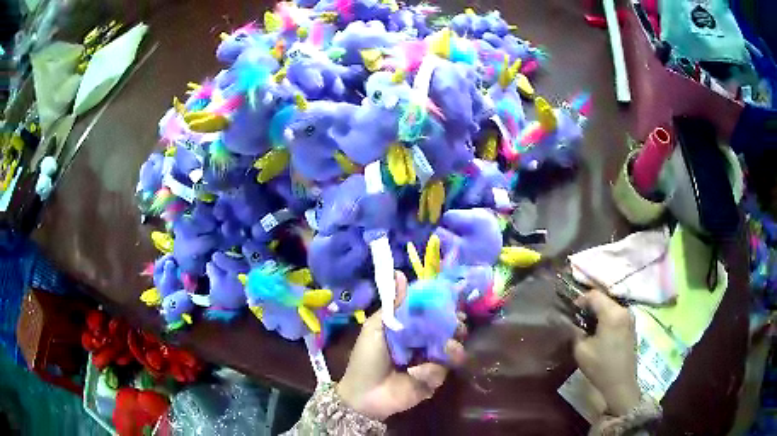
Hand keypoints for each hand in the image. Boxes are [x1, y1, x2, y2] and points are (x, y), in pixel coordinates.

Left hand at [337, 271, 466, 420]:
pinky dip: (431, 371)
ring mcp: (430, 362)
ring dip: (451, 347)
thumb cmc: (366, 358)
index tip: (455, 299)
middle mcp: (424, 343)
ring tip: (446, 347)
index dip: (444, 306)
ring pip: (453, 350)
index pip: (433, 313)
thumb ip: (392, 305)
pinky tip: (416, 373)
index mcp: (410, 328)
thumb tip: (399, 273)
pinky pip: (442, 371)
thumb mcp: (376, 328)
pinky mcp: (433, 381)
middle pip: (449, 330)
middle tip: (458, 324)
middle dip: (456, 326)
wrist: (363, 393)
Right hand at [573, 289, 640, 415]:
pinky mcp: (632, 328)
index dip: (580, 300)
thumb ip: (575, 331)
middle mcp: (624, 311)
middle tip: (577, 319)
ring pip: (611, 307)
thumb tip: (571, 322)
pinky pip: (617, 316)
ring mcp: (630, 319)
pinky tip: (599, 333)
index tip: (571, 311)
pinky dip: (607, 319)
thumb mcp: (581, 350)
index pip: (594, 295)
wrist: (620, 384)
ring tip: (587, 326)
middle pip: (604, 299)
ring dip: (599, 313)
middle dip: (590, 306)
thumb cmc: (600, 366)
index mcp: (612, 313)